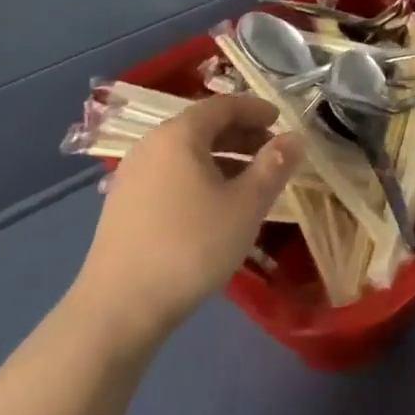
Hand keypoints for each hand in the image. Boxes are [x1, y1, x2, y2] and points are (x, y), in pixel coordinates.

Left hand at [71, 95, 303, 348]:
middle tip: (273, 152)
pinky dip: (200, 176)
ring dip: (223, 157)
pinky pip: (171, 174)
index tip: (281, 120)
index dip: (255, 109)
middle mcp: (151, 146)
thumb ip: (274, 166)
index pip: (223, 106)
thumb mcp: (246, 205)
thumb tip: (295, 138)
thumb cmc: (191, 246)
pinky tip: (216, 205)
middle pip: (202, 127)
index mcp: (179, 135)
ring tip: (251, 181)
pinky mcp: (123, 206)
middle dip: (242, 134)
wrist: (119, 309)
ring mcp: (131, 176)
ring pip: (187, 153)